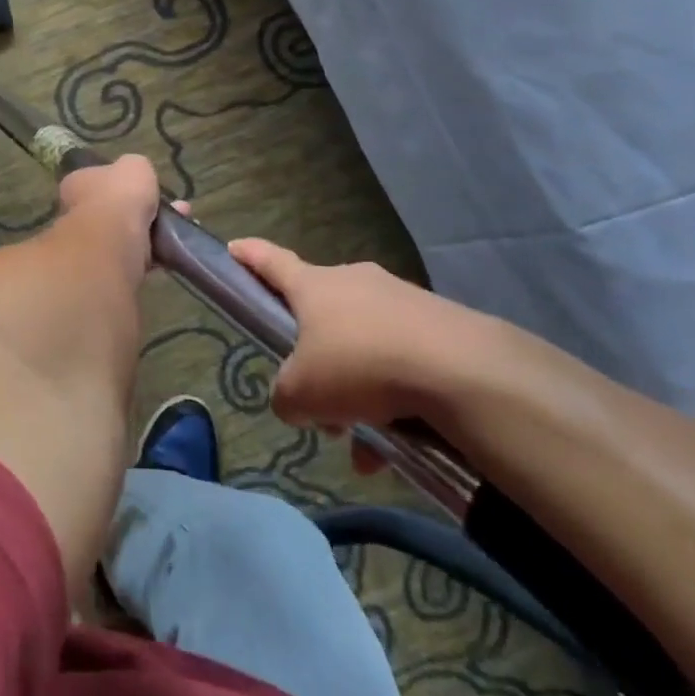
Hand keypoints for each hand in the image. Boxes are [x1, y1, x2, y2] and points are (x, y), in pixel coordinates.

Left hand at [56, 156, 163, 276]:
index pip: (97, 179)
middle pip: (114, 208)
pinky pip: (135, 256)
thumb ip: (136, 168)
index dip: (121, 182)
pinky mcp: (107, 267)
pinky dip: (154, 253)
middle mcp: (78, 212)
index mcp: (77, 183)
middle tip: (174, 207)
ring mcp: (91, 242)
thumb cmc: (118, 196)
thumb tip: (137, 175)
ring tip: (180, 226)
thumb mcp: (135, 166)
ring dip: (153, 230)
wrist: (112, 242)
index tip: (145, 186)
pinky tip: (173, 248)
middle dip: (144, 208)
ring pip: (127, 234)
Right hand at [228, 237, 519, 439]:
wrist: (461, 371)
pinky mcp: (441, 326)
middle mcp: (356, 283)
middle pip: (321, 319)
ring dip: (357, 394)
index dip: (249, 257)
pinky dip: (393, 402)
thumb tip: (297, 401)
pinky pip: (402, 364)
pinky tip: (399, 447)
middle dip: (315, 364)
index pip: (271, 263)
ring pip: (364, 349)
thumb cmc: (358, 367)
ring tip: (364, 446)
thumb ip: (285, 396)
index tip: (233, 248)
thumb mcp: (300, 393)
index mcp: (314, 287)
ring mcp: (402, 301)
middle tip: (318, 408)